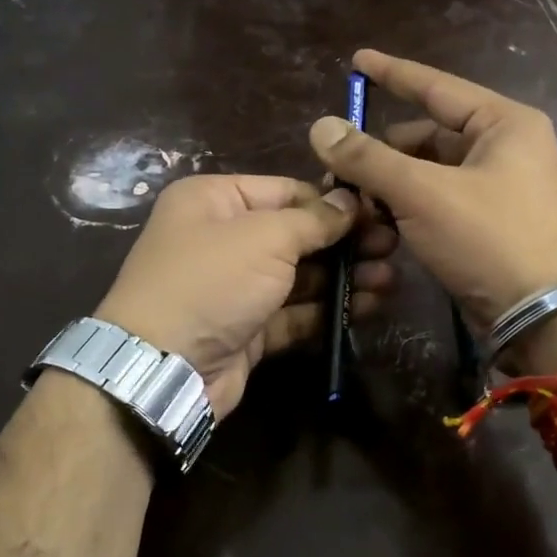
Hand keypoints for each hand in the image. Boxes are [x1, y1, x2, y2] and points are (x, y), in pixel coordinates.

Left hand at [96, 174, 396, 416]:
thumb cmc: (211, 281)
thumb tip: (349, 201)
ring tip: (389, 279)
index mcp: (215, 201)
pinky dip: (327, 310)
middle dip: (345, 241)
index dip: (333, 201)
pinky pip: (295, 312)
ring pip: (300, 276)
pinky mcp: (248, 328)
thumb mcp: (264, 237)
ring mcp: (236, 287)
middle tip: (393, 247)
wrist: (164, 366)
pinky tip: (367, 306)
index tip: (378, 212)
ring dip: (344, 277)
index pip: (286, 190)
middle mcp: (223, 239)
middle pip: (296, 234)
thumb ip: (313, 219)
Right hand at [308, 49, 556, 371]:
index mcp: (504, 123)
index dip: (393, 75)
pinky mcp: (492, 225)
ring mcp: (501, 189)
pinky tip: (381, 227)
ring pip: (430, 175)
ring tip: (355, 207)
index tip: (357, 61)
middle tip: (339, 173)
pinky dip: (410, 211)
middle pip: (428, 137)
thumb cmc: (490, 239)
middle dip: (383, 154)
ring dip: (391, 188)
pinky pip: (440, 204)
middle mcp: (506, 148)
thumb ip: (369, 158)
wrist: (545, 317)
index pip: (437, 88)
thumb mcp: (423, 193)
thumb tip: (321, 126)